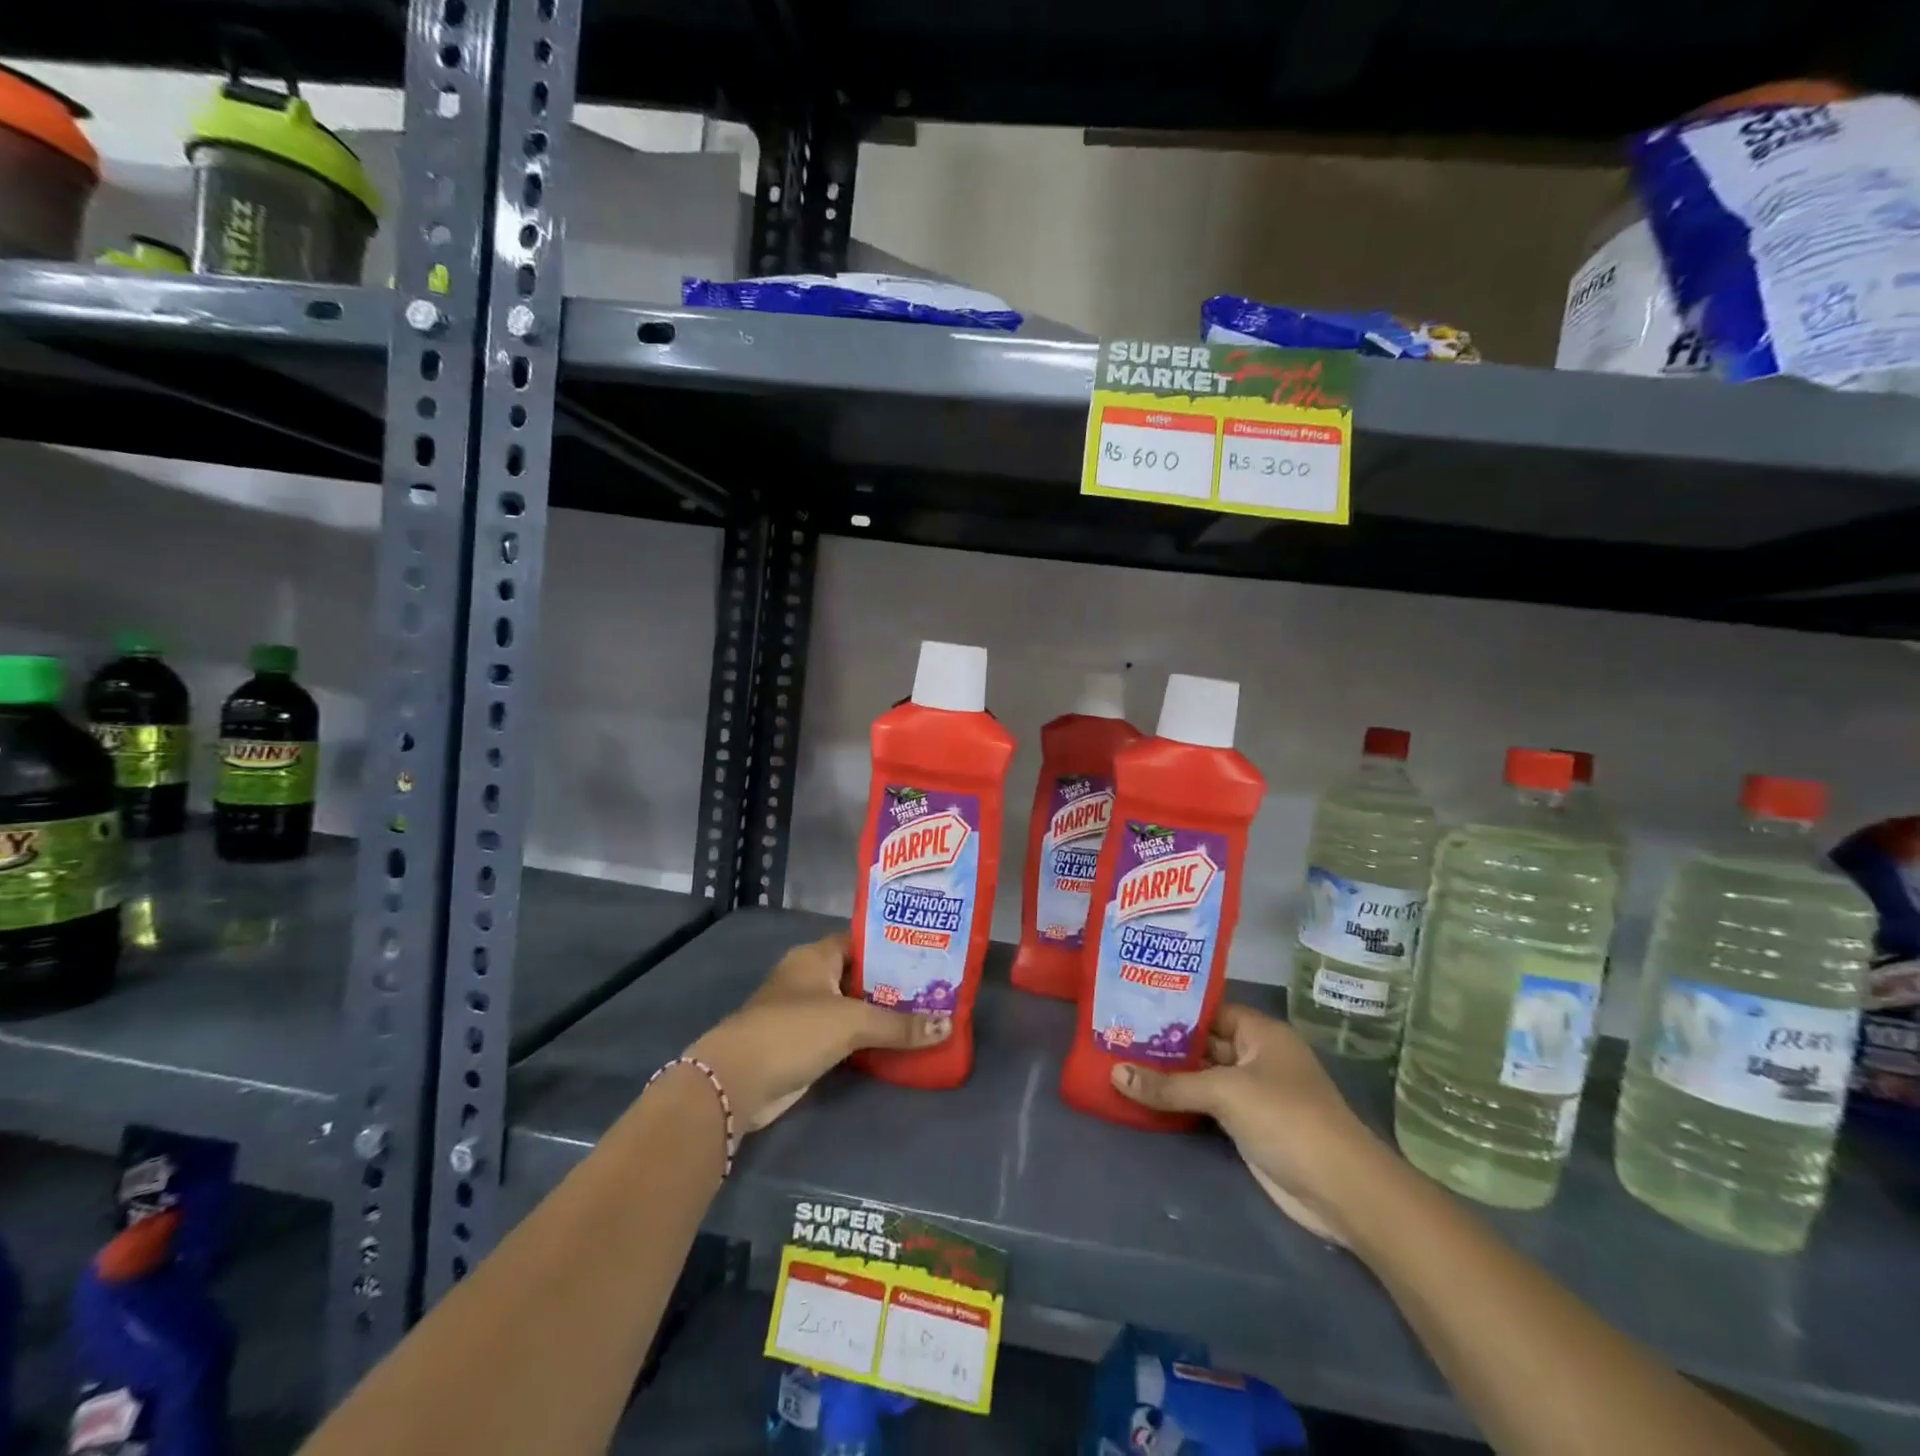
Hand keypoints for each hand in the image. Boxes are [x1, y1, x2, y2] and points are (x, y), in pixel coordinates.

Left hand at [686, 930, 948, 1131]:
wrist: (738, 1081)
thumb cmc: (794, 1030)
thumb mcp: (852, 1022)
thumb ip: (899, 1024)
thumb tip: (947, 1026)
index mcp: (816, 956)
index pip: (861, 941)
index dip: (891, 945)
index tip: (926, 953)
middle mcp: (810, 978)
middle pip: (859, 974)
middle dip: (893, 982)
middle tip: (934, 988)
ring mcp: (805, 1012)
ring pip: (853, 1006)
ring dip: (881, 1013)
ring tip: (925, 1014)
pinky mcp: (804, 1044)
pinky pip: (844, 1034)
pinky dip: (866, 1038)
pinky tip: (897, 1043)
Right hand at [1111, 1004, 1385, 1244]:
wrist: (1340, 1189)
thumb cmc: (1286, 1118)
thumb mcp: (1225, 1093)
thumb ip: (1170, 1084)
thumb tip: (1115, 1073)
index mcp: (1260, 1032)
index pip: (1210, 1009)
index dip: (1175, 1008)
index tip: (1133, 1005)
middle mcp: (1257, 1056)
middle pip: (1205, 1043)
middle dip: (1166, 1042)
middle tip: (1118, 1035)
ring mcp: (1254, 1093)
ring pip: (1204, 1076)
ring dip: (1171, 1075)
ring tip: (1121, 1062)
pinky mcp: (1249, 1125)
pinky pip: (1208, 1105)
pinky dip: (1182, 1102)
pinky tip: (1147, 1097)